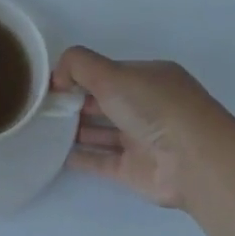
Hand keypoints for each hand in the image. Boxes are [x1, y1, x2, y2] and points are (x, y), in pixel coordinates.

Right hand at [54, 46, 234, 210]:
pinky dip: (80, 157)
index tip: (51, 85)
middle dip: (73, 102)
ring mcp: (141, 140)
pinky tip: (55, 154)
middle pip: (103, 102)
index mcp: (149, 78)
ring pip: (101, 132)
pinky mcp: (134, 170)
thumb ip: (79, 65)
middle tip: (40, 108)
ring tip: (41, 129)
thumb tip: (58, 77)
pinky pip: (101, 161)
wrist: (194, 161)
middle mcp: (146, 107)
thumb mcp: (113, 74)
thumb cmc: (155, 108)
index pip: (108, 73)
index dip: (79, 76)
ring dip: (74, 130)